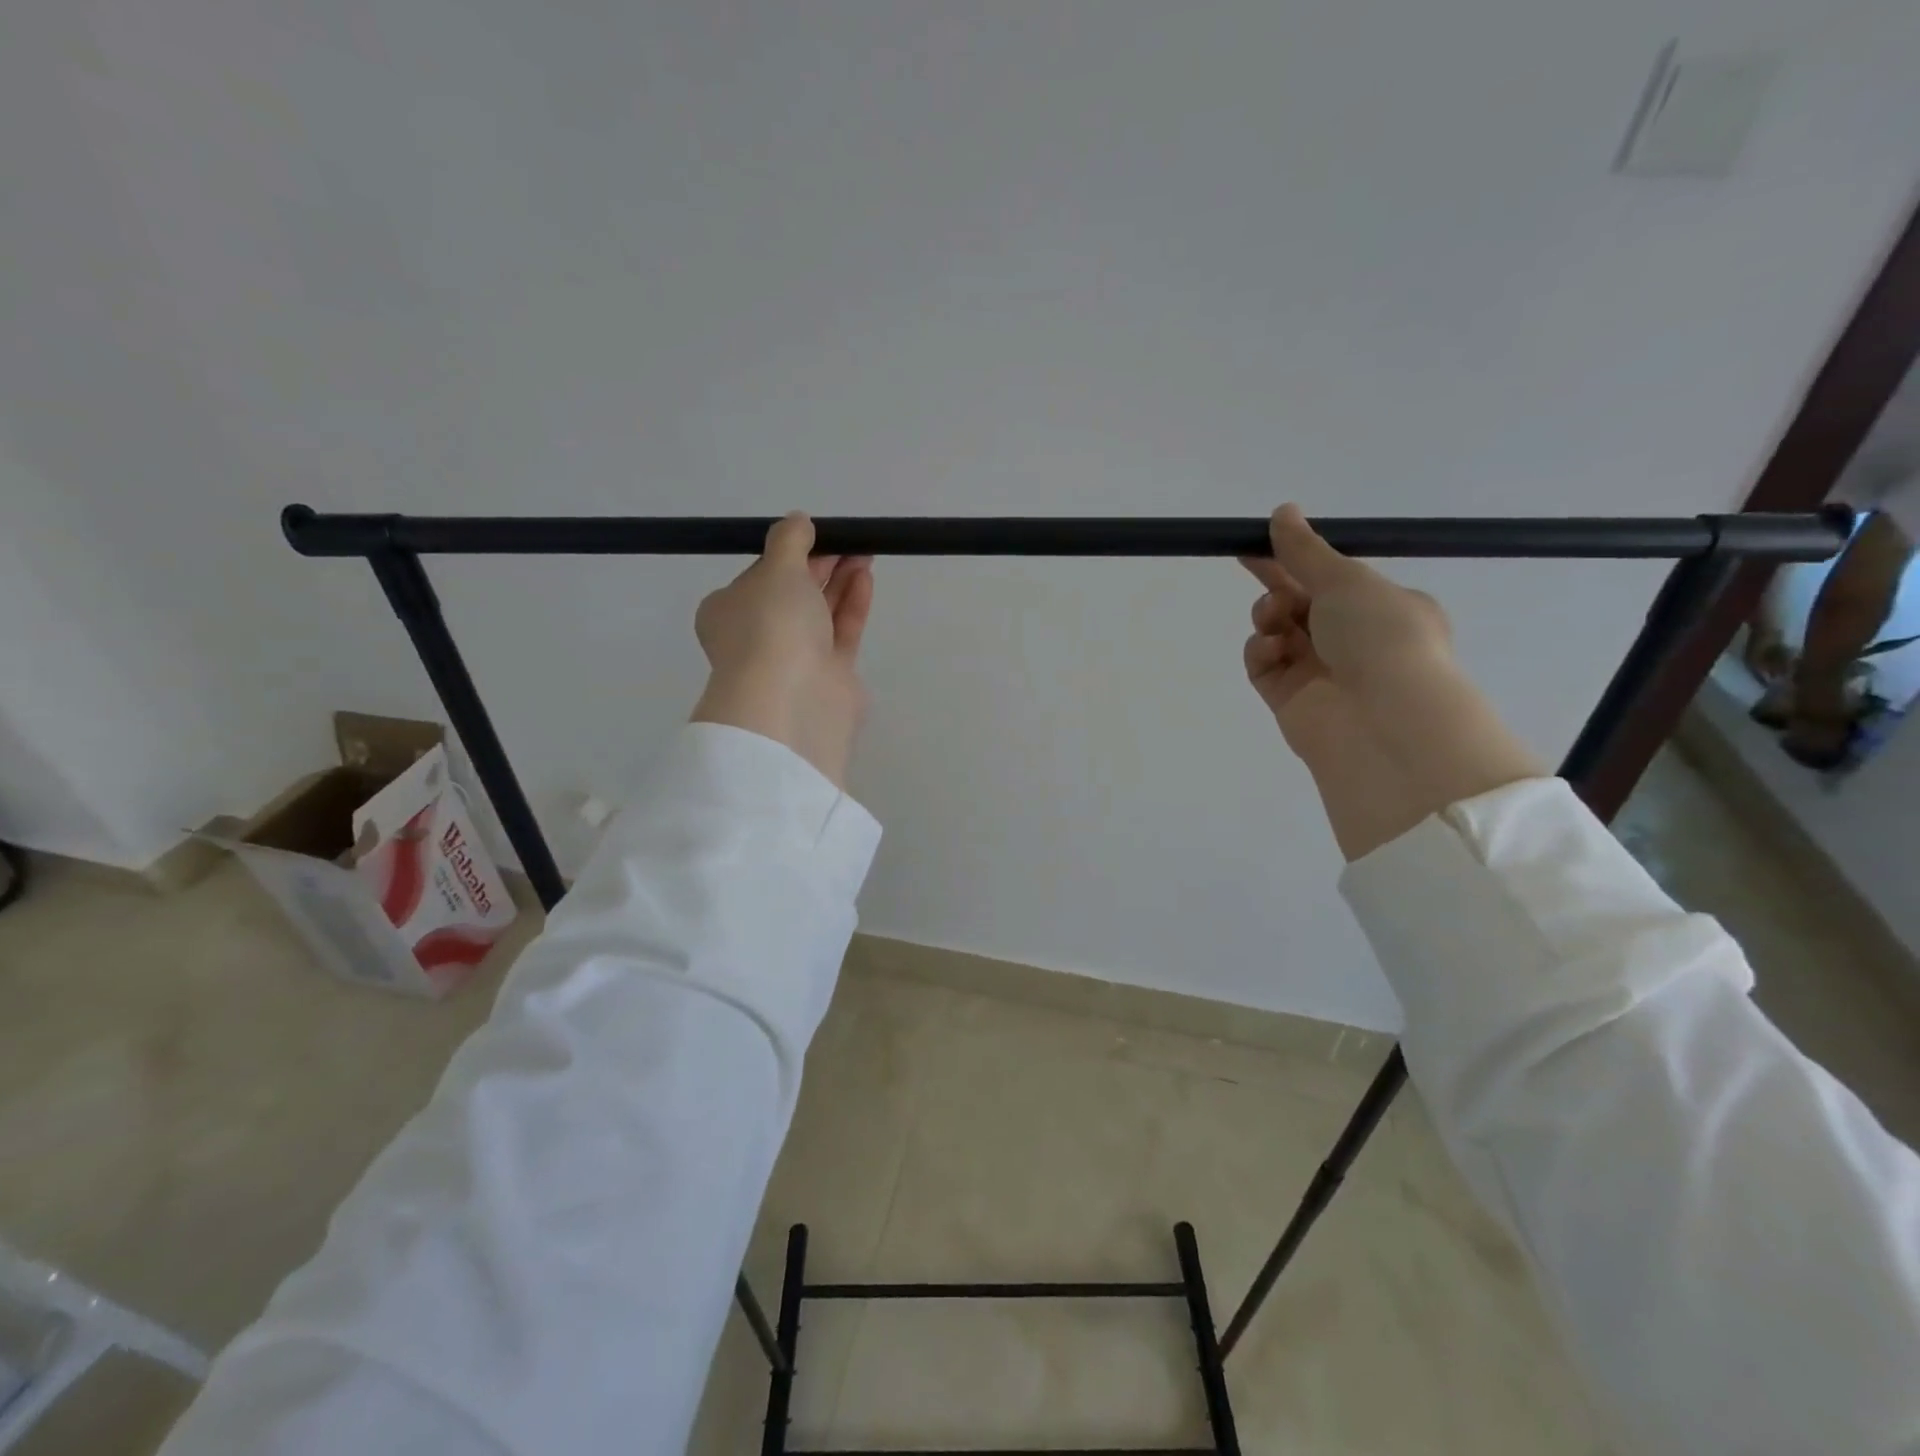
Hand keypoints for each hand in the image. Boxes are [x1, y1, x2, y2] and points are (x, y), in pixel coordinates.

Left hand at [692, 514, 873, 787]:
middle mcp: (759, 635)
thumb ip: (790, 541)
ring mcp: (795, 658)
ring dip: (841, 580)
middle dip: (821, 563)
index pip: (760, 576)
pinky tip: (865, 577)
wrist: (791, 699)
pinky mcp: (830, 675)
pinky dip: (852, 604)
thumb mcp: (776, 569)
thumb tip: (798, 520)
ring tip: (865, 551)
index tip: (816, 533)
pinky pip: (841, 631)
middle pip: (794, 592)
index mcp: (729, 611)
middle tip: (849, 539)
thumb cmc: (771, 626)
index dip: (788, 553)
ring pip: (820, 611)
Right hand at [1241, 505, 1542, 858]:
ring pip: (1279, 632)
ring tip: (1274, 617)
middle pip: (1301, 603)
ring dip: (1270, 615)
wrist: (1384, 722)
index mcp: (1383, 608)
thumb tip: (1283, 511)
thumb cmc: (1380, 637)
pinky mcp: (1290, 700)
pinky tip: (1270, 649)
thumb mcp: (1346, 580)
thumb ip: (1305, 550)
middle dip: (1276, 583)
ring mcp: (1320, 672)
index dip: (1297, 558)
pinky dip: (1262, 651)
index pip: (1332, 578)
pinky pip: (1265, 665)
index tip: (1263, 541)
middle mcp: (1354, 640)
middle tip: (1246, 559)